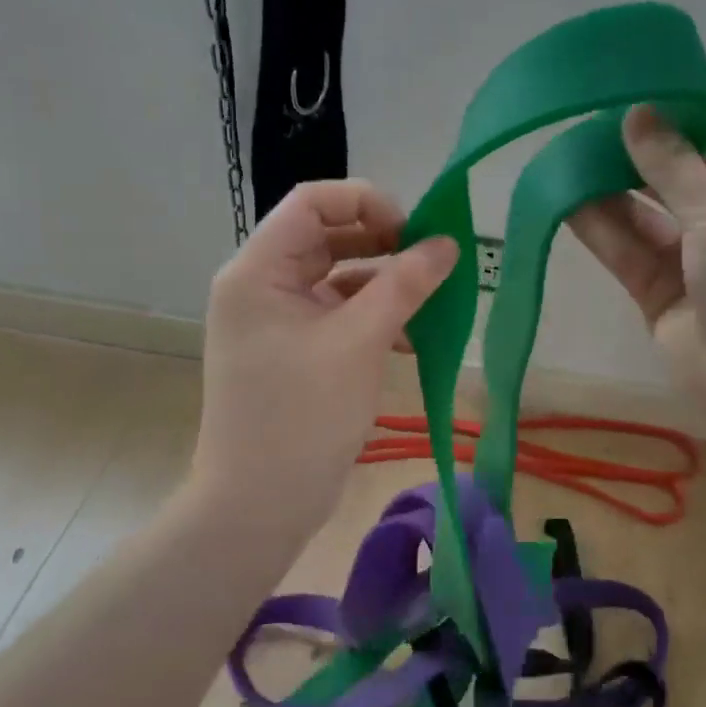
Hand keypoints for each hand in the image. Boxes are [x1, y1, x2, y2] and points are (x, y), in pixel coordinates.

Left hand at [189, 180, 457, 546]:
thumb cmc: (302, 415)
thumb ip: (404, 286)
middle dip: (381, 242)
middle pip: (326, 237)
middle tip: (430, 258)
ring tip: (432, 298)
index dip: (365, 202)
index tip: (413, 229)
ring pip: (337, 279)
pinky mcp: (294, 352)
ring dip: (384, 283)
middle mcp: (261, 286)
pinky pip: (337, 316)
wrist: (259, 504)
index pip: (311, 203)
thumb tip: (447, 244)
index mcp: (258, 271)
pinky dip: (374, 318)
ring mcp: (277, 321)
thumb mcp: (359, 342)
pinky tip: (414, 336)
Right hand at [569, 107, 705, 440]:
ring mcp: (689, 263)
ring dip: (606, 193)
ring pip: (641, 219)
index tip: (623, 105)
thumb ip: (672, 164)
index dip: (670, 127)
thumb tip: (637, 112)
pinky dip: (599, 231)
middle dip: (630, 160)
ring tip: (561, 161)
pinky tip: (564, 203)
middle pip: (669, 182)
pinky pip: (626, 254)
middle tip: (578, 132)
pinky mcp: (657, 296)